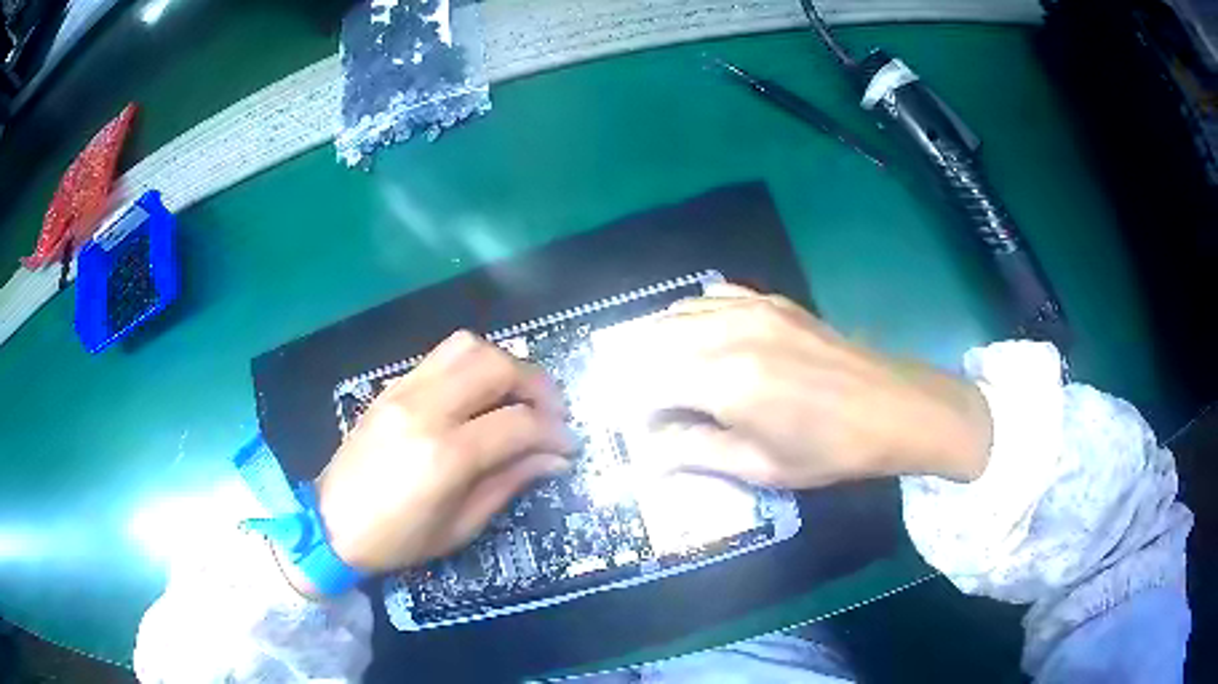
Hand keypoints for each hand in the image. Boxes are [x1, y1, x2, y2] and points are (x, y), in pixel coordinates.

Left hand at [313, 331, 574, 574]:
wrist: (332, 523)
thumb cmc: (398, 539)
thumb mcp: (461, 525)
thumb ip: (510, 482)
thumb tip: (554, 458)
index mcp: (445, 455)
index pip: (518, 424)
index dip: (554, 432)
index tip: (569, 445)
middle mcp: (426, 409)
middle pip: (497, 367)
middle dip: (537, 385)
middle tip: (551, 413)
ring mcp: (405, 391)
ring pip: (468, 346)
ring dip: (504, 364)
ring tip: (517, 395)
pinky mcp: (392, 386)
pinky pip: (442, 356)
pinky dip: (473, 365)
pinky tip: (481, 394)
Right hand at [621, 284, 991, 487]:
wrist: (892, 407)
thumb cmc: (829, 450)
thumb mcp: (760, 467)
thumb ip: (695, 453)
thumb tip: (647, 455)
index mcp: (724, 382)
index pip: (647, 383)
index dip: (633, 408)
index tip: (641, 430)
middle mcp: (729, 333)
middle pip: (654, 342)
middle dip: (639, 374)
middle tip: (649, 406)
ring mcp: (751, 309)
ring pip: (678, 314)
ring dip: (661, 344)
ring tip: (667, 376)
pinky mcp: (771, 301)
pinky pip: (712, 297)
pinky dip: (692, 316)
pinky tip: (700, 338)